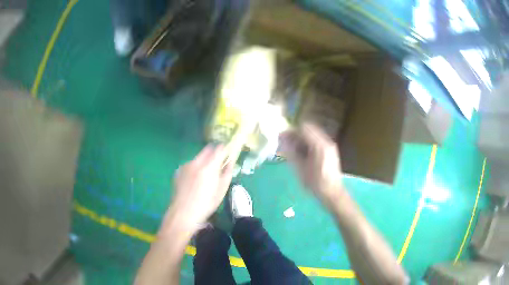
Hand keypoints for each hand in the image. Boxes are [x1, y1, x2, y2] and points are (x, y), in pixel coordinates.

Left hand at [169, 144, 233, 228]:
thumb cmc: (206, 204)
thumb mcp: (222, 190)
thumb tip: (231, 162)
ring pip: (198, 157)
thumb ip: (227, 173)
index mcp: (209, 166)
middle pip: (207, 150)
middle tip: (217, 165)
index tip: (227, 155)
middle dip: (213, 154)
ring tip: (204, 177)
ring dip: (203, 162)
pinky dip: (194, 168)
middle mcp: (196, 162)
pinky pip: (189, 165)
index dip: (224, 150)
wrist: (184, 212)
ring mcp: (186, 165)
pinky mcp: (178, 170)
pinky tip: (193, 182)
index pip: (219, 149)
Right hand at [279, 124, 344, 204]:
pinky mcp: (329, 151)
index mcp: (320, 145)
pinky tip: (301, 154)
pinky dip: (307, 144)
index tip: (281, 138)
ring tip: (291, 150)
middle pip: (308, 130)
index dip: (291, 131)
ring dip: (300, 140)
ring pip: (312, 135)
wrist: (333, 193)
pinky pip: (316, 142)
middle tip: (284, 144)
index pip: (304, 128)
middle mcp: (326, 142)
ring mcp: (329, 146)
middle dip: (295, 135)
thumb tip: (282, 141)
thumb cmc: (316, 183)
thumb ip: (291, 152)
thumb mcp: (300, 169)